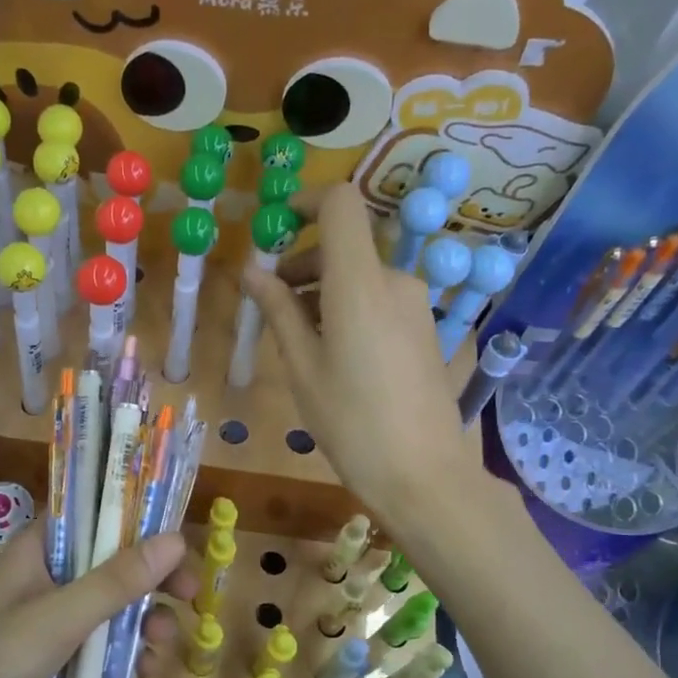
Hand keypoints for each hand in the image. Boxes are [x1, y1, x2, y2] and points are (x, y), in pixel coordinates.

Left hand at [0, 524, 196, 677]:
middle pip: (117, 565)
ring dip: (147, 622)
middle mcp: (54, 580)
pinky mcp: (68, 666)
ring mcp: (61, 625)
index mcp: (41, 550)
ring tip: (163, 641)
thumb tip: (176, 540)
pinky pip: (111, 652)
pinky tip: (143, 673)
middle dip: (154, 579)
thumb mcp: (59, 616)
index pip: (95, 516)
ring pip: (119, 610)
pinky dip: (131, 658)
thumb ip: (117, 581)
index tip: (178, 531)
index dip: (137, 518)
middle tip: (190, 592)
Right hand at [241, 185, 514, 537]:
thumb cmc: (350, 421)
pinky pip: (379, 301)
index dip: (307, 203)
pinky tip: (334, 356)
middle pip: (345, 246)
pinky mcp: (425, 331)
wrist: (422, 474)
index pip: (341, 204)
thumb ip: (277, 310)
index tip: (276, 230)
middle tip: (270, 305)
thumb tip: (251, 270)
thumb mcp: (302, 367)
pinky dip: (348, 309)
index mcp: (359, 283)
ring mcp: (416, 307)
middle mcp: (394, 282)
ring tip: (298, 340)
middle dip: (303, 264)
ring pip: (360, 277)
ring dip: (323, 292)